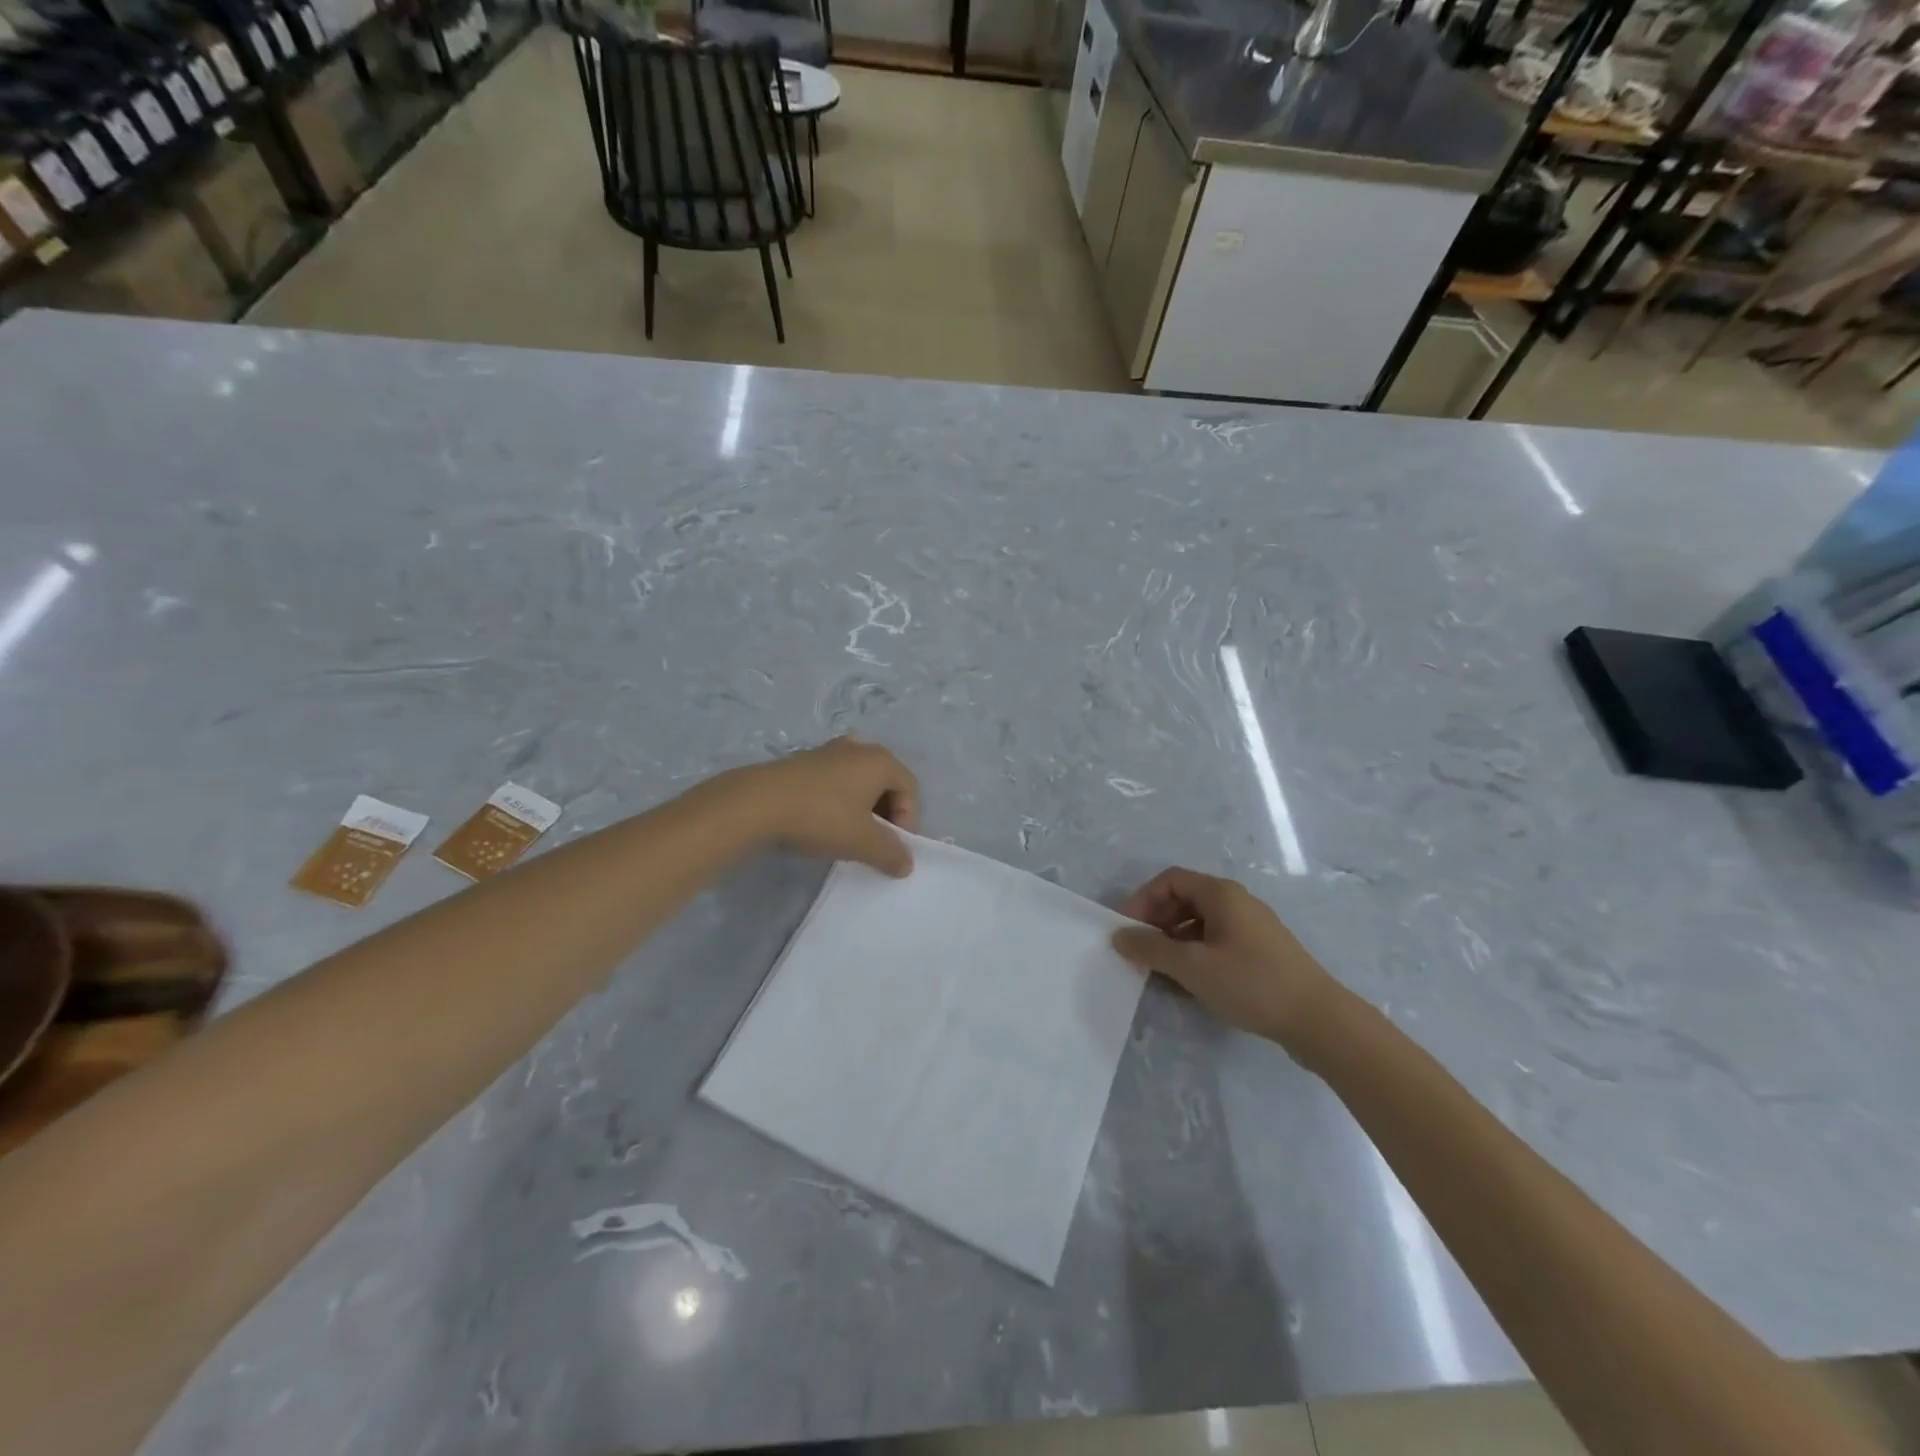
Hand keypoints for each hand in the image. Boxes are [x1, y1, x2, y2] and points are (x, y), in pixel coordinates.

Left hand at [731, 737, 918, 876]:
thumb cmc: (821, 817)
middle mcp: (858, 748)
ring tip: (847, 836)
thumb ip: (891, 853)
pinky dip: (837, 803)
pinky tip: (822, 825)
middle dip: (885, 816)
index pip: (910, 789)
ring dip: (860, 810)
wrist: (757, 803)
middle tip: (873, 843)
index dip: (908, 821)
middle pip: (885, 783)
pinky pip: (834, 782)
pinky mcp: (803, 761)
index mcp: (880, 760)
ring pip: (858, 783)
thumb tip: (906, 864)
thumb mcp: (863, 842)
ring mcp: (828, 751)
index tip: (892, 847)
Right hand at [1112, 867, 1337, 1046]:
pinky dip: (1196, 953)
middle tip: (1141, 951)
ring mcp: (1252, 927)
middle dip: (1157, 921)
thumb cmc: (1251, 983)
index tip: (1128, 929)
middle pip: (1185, 898)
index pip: (1170, 880)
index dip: (1143, 899)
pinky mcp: (1262, 952)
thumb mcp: (1192, 966)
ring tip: (1162, 970)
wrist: (1319, 1020)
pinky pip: (1218, 941)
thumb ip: (1151, 948)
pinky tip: (1192, 982)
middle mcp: (1237, 902)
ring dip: (1175, 940)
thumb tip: (1119, 935)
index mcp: (1221, 894)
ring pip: (1201, 923)